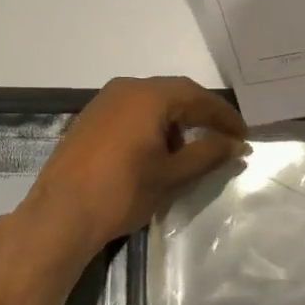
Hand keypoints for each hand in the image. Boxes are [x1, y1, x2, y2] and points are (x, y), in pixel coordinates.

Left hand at [22, 77, 246, 258]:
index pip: (197, 97)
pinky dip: (152, 126)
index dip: (224, 116)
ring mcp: (103, 102)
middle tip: (223, 139)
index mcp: (149, 96)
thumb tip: (236, 144)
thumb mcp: (173, 175)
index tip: (243, 135)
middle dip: (201, 116)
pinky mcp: (89, 119)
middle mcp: (126, 89)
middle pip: (174, 94)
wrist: (60, 215)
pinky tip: (157, 152)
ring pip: (151, 103)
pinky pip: (131, 113)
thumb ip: (208, 154)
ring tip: (190, 151)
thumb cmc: (122, 192)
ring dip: (175, 122)